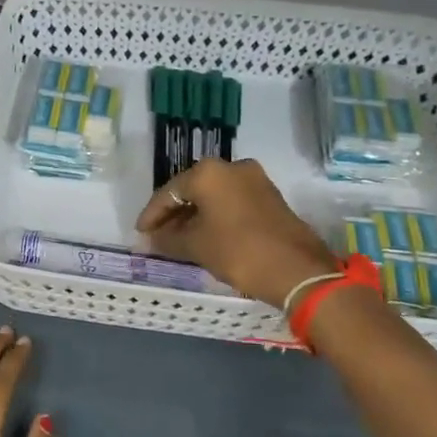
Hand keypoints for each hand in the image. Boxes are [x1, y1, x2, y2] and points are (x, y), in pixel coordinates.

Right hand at [134, 157, 338, 308]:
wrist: (296, 269)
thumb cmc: (237, 251)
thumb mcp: (195, 246)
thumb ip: (167, 239)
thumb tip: (150, 239)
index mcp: (208, 173)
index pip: (169, 193)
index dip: (152, 215)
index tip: (141, 233)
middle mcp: (231, 167)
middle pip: (191, 190)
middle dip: (173, 214)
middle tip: (157, 236)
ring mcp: (254, 180)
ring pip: (213, 196)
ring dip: (194, 215)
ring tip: (178, 239)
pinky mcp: (269, 196)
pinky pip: (231, 202)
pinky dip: (214, 216)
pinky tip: (204, 235)